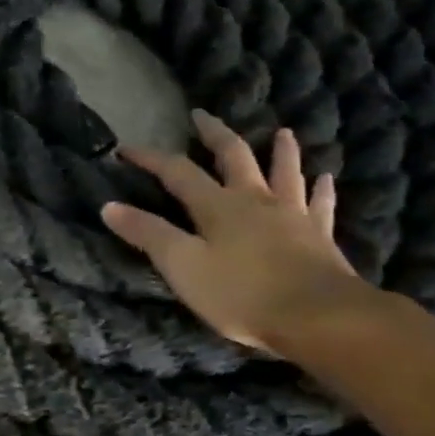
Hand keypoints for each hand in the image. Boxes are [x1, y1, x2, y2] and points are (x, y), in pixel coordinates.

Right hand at [101, 110, 367, 351]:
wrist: (321, 319)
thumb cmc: (241, 293)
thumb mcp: (181, 266)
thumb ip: (147, 234)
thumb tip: (109, 206)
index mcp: (217, 205)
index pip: (177, 172)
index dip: (150, 158)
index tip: (125, 148)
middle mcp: (255, 200)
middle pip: (235, 157)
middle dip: (214, 135)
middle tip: (202, 116)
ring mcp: (293, 216)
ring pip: (285, 173)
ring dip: (280, 151)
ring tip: (281, 133)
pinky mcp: (320, 237)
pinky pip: (320, 205)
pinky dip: (321, 189)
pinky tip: (325, 179)